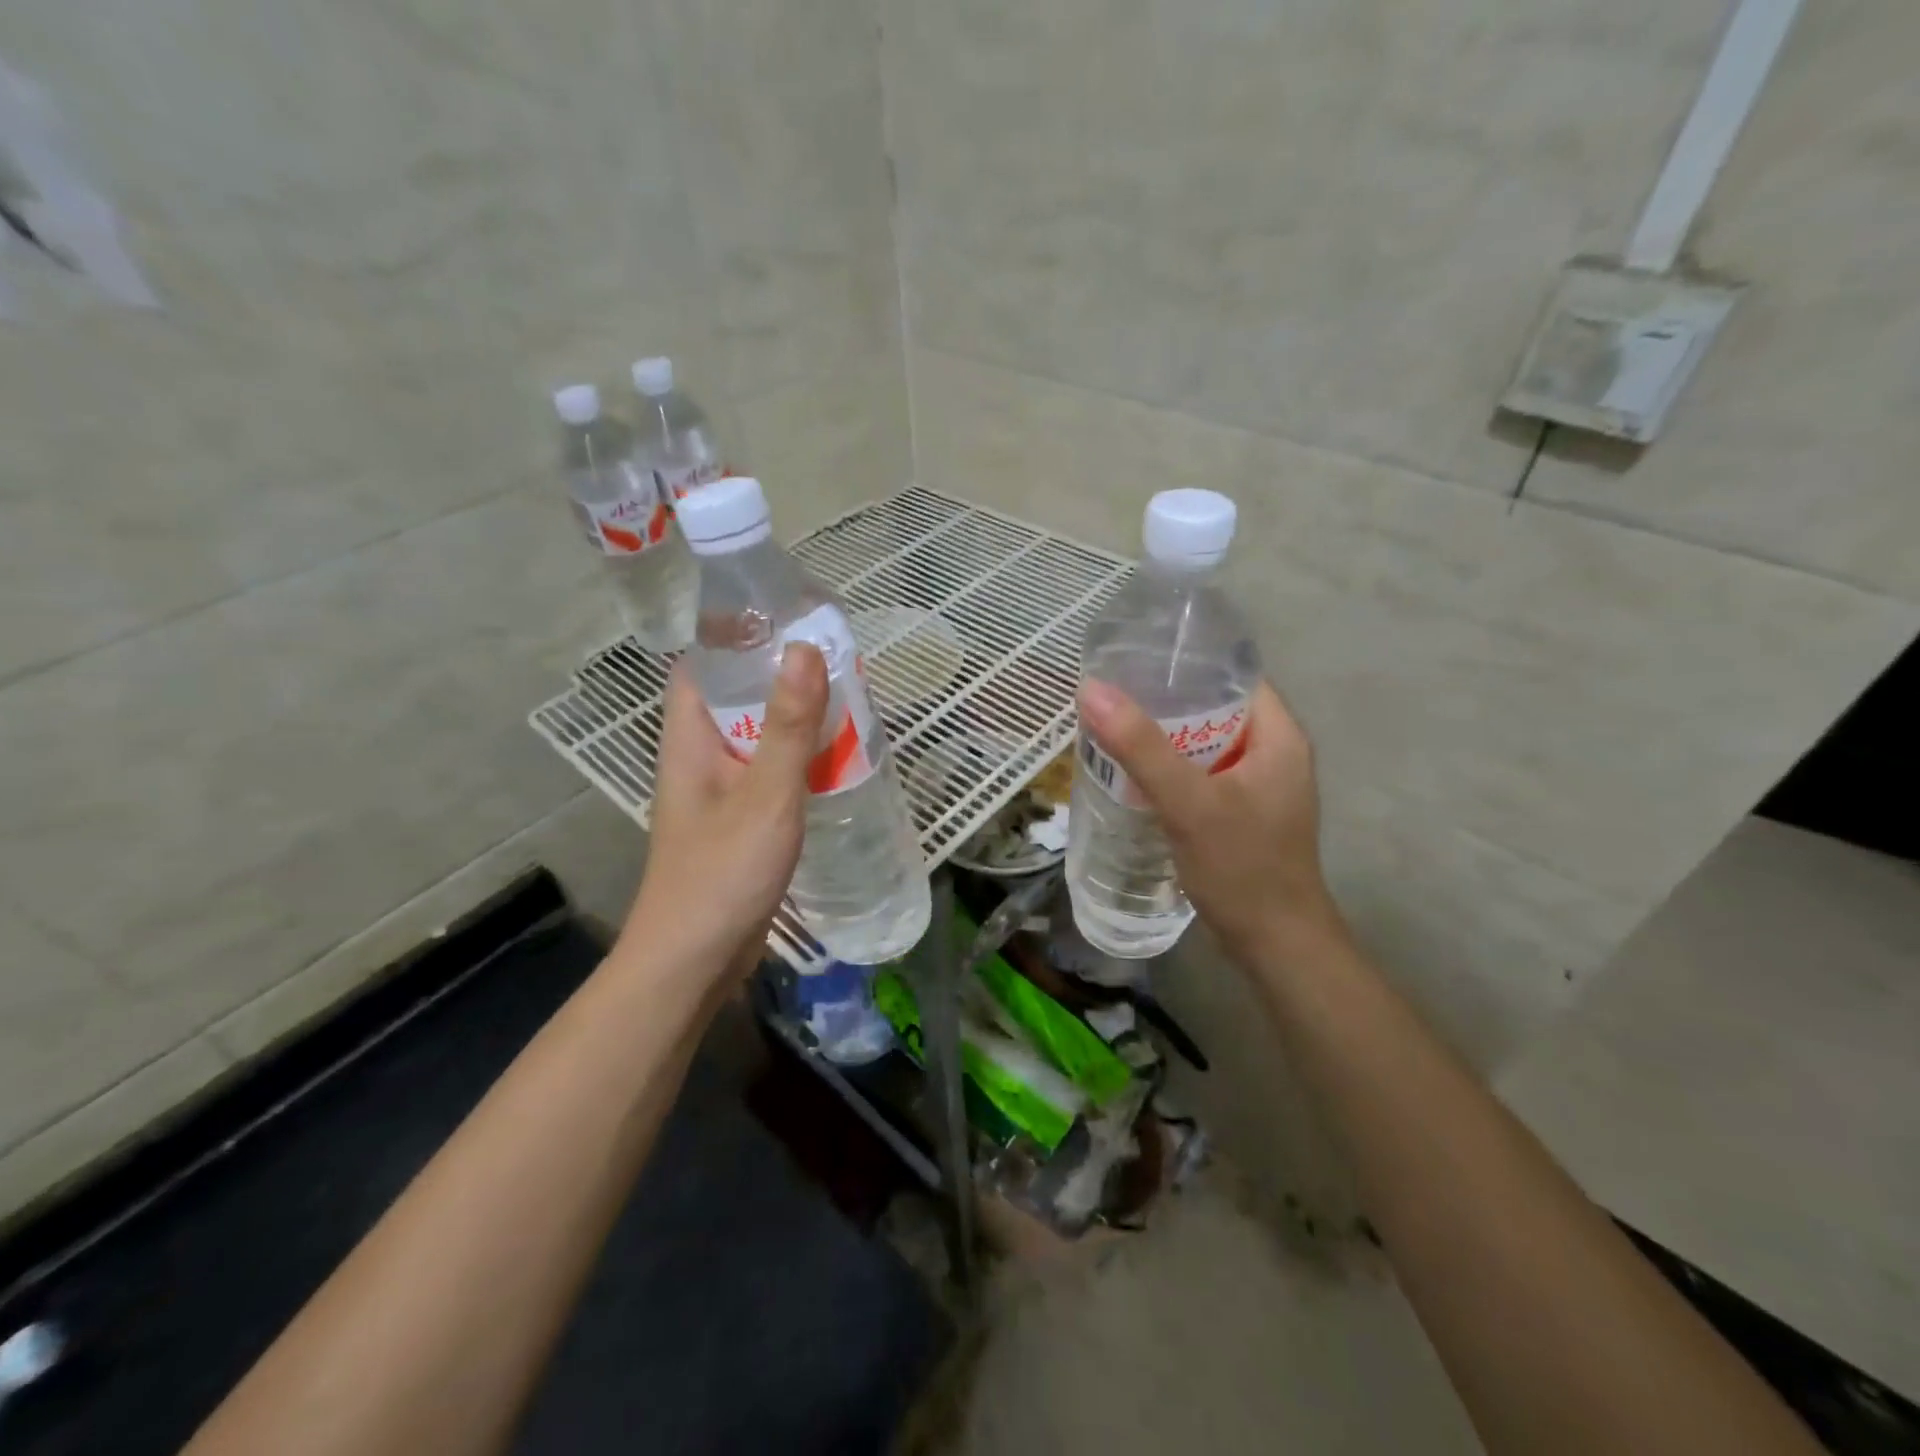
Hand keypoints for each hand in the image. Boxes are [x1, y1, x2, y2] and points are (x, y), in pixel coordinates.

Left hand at [620, 644, 829, 987]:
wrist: (694, 962)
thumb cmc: (721, 874)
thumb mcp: (765, 796)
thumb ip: (787, 726)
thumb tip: (804, 648)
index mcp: (691, 737)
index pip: (704, 663)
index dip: (740, 634)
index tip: (791, 616)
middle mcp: (700, 755)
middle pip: (738, 696)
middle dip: (782, 674)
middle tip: (838, 657)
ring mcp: (720, 790)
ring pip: (759, 736)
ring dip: (796, 718)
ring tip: (848, 698)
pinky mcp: (740, 820)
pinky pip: (771, 772)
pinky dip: (800, 758)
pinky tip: (837, 758)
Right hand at [1078, 679, 1337, 958]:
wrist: (1275, 944)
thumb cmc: (1242, 867)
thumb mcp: (1189, 803)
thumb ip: (1141, 747)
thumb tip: (1092, 689)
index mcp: (1279, 735)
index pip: (1232, 675)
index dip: (1186, 662)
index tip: (1134, 659)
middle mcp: (1274, 752)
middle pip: (1214, 708)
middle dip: (1164, 701)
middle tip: (1112, 695)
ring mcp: (1258, 784)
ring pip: (1204, 743)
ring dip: (1163, 737)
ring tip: (1113, 727)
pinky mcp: (1242, 811)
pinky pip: (1201, 773)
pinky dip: (1170, 768)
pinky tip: (1133, 773)